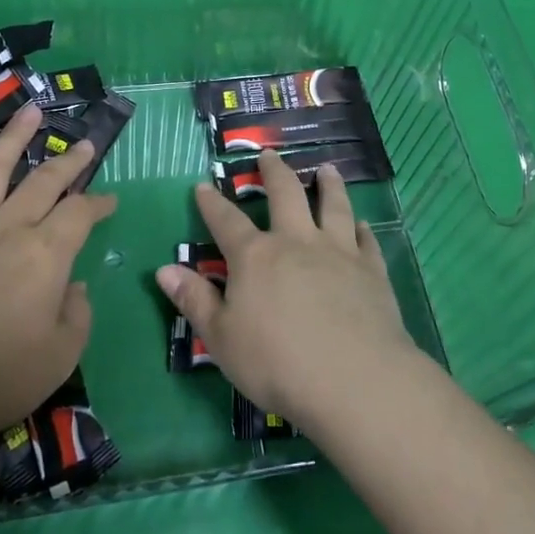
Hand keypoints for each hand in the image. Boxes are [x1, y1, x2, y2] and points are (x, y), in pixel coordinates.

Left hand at [0, 102, 115, 448]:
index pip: (81, 213)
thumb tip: (75, 286)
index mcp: (46, 253)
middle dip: (70, 160)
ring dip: (14, 135)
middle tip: (85, 144)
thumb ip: (78, 314)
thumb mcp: (61, 356)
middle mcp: (7, 225)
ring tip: (30, 110)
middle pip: (45, 181)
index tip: (109, 199)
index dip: (99, 203)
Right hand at [154, 149, 419, 429]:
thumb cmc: (276, 363)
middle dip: (274, 172)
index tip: (203, 185)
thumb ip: (195, 300)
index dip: (212, 203)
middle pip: (285, 195)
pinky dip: (362, 229)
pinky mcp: (371, 270)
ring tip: (327, 170)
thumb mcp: (221, 338)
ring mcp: (338, 251)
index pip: (226, 221)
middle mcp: (296, 241)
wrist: (352, 378)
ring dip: (328, 185)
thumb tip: (164, 269)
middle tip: (269, 155)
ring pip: (333, 205)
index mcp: (255, 257)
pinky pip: (365, 240)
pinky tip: (363, 224)